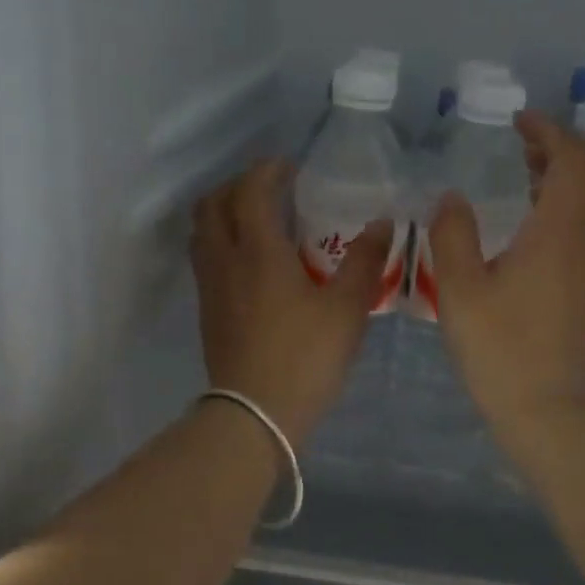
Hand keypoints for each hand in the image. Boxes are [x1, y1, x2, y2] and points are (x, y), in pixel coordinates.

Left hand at [191, 159, 392, 443]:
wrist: (255, 415)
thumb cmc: (305, 357)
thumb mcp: (347, 310)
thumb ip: (365, 262)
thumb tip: (381, 224)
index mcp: (258, 251)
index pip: (251, 190)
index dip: (268, 171)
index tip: (291, 169)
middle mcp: (225, 260)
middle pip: (213, 204)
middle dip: (239, 186)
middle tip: (271, 190)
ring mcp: (210, 287)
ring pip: (203, 232)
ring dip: (224, 213)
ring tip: (258, 221)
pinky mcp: (207, 311)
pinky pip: (206, 259)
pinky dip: (222, 242)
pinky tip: (252, 263)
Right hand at [425, 112, 584, 432]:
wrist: (549, 409)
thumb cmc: (500, 350)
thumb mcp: (459, 290)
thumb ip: (452, 235)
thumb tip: (452, 197)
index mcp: (560, 229)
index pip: (573, 156)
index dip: (549, 130)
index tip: (517, 123)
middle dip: (566, 144)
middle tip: (523, 143)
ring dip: (572, 171)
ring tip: (528, 172)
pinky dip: (575, 199)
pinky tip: (538, 218)